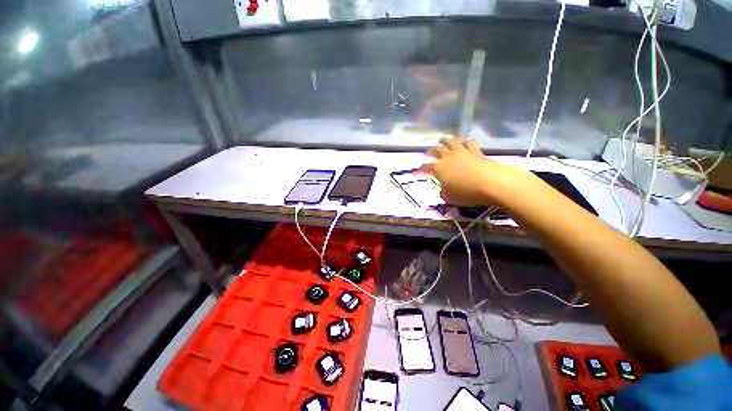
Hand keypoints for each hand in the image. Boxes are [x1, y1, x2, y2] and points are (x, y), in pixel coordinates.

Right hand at [418, 137, 537, 206]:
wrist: (491, 183)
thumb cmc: (466, 192)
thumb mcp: (448, 197)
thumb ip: (443, 191)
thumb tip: (443, 187)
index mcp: (438, 168)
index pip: (425, 167)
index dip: (419, 170)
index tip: (415, 172)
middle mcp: (448, 157)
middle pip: (436, 150)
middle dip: (430, 152)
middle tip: (427, 153)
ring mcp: (462, 152)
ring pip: (451, 142)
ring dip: (444, 141)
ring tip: (442, 140)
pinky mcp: (476, 151)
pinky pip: (468, 143)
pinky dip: (464, 142)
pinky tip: (463, 143)